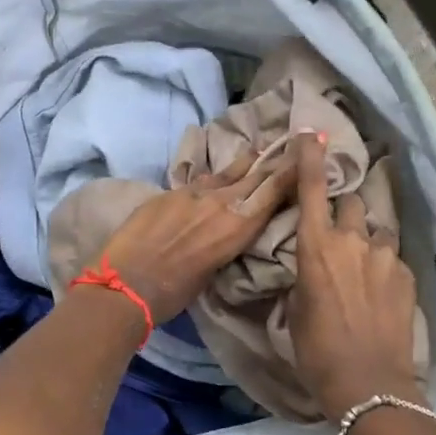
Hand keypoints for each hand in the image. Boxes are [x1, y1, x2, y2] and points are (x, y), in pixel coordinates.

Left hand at [97, 153, 298, 323]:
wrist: (127, 282)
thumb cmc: (174, 292)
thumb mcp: (214, 270)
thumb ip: (227, 241)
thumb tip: (227, 230)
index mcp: (239, 226)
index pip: (274, 190)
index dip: (293, 168)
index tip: (308, 149)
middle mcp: (222, 202)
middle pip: (255, 174)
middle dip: (275, 159)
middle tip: (293, 141)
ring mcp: (194, 192)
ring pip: (227, 172)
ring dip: (245, 162)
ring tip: (257, 150)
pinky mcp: (170, 192)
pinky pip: (199, 180)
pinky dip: (212, 178)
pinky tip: (214, 176)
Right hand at [287, 132, 423, 421]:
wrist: (368, 384)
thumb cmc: (317, 351)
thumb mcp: (295, 309)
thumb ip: (305, 275)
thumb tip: (314, 266)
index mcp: (316, 247)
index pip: (313, 189)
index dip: (311, 158)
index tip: (312, 135)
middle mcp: (353, 241)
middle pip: (351, 203)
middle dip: (344, 211)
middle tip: (339, 234)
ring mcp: (386, 257)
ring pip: (376, 231)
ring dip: (368, 240)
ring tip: (364, 268)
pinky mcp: (408, 275)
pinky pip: (393, 258)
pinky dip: (384, 267)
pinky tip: (380, 294)